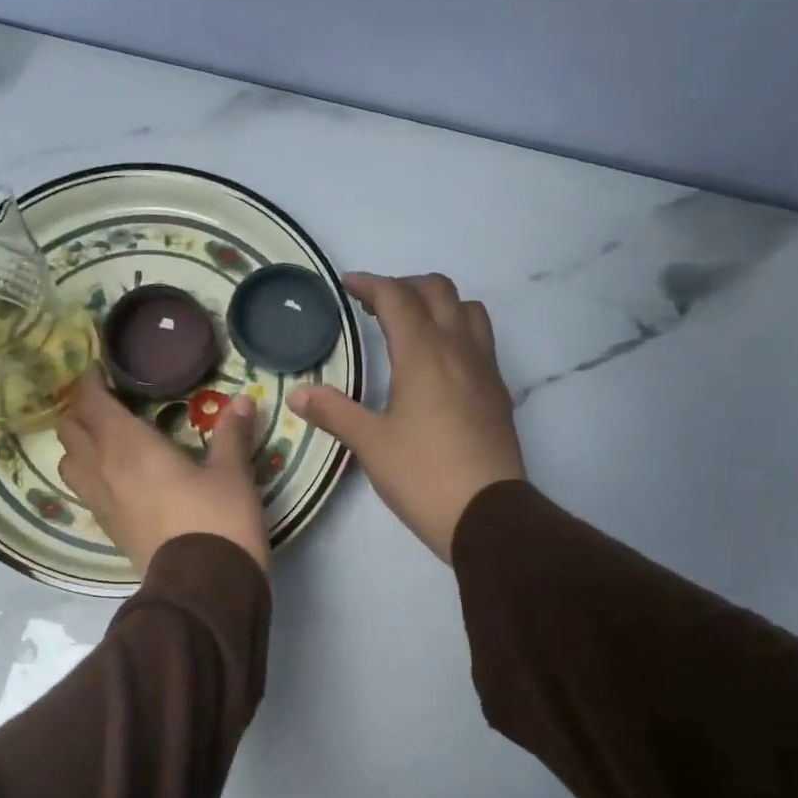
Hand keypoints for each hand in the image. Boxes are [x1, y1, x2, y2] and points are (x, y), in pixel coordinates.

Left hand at [58, 369, 269, 576]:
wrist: (204, 588)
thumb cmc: (218, 520)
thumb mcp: (233, 474)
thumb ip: (232, 435)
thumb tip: (244, 402)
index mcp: (129, 446)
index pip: (90, 402)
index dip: (89, 382)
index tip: (101, 370)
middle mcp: (104, 470)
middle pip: (70, 430)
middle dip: (80, 411)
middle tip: (106, 403)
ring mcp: (101, 504)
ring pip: (68, 463)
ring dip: (79, 446)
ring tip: (104, 440)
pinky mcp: (109, 530)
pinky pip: (84, 492)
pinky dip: (89, 476)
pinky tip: (115, 478)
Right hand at [292, 273, 523, 560]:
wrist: (487, 513)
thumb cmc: (423, 475)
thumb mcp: (370, 444)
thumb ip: (334, 412)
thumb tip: (298, 394)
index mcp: (423, 353)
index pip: (397, 298)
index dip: (370, 284)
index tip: (347, 285)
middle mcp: (459, 348)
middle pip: (438, 290)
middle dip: (404, 286)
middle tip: (375, 305)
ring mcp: (485, 368)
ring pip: (468, 310)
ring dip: (439, 304)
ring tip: (412, 326)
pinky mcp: (499, 392)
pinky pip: (481, 340)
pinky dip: (458, 331)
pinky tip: (440, 364)